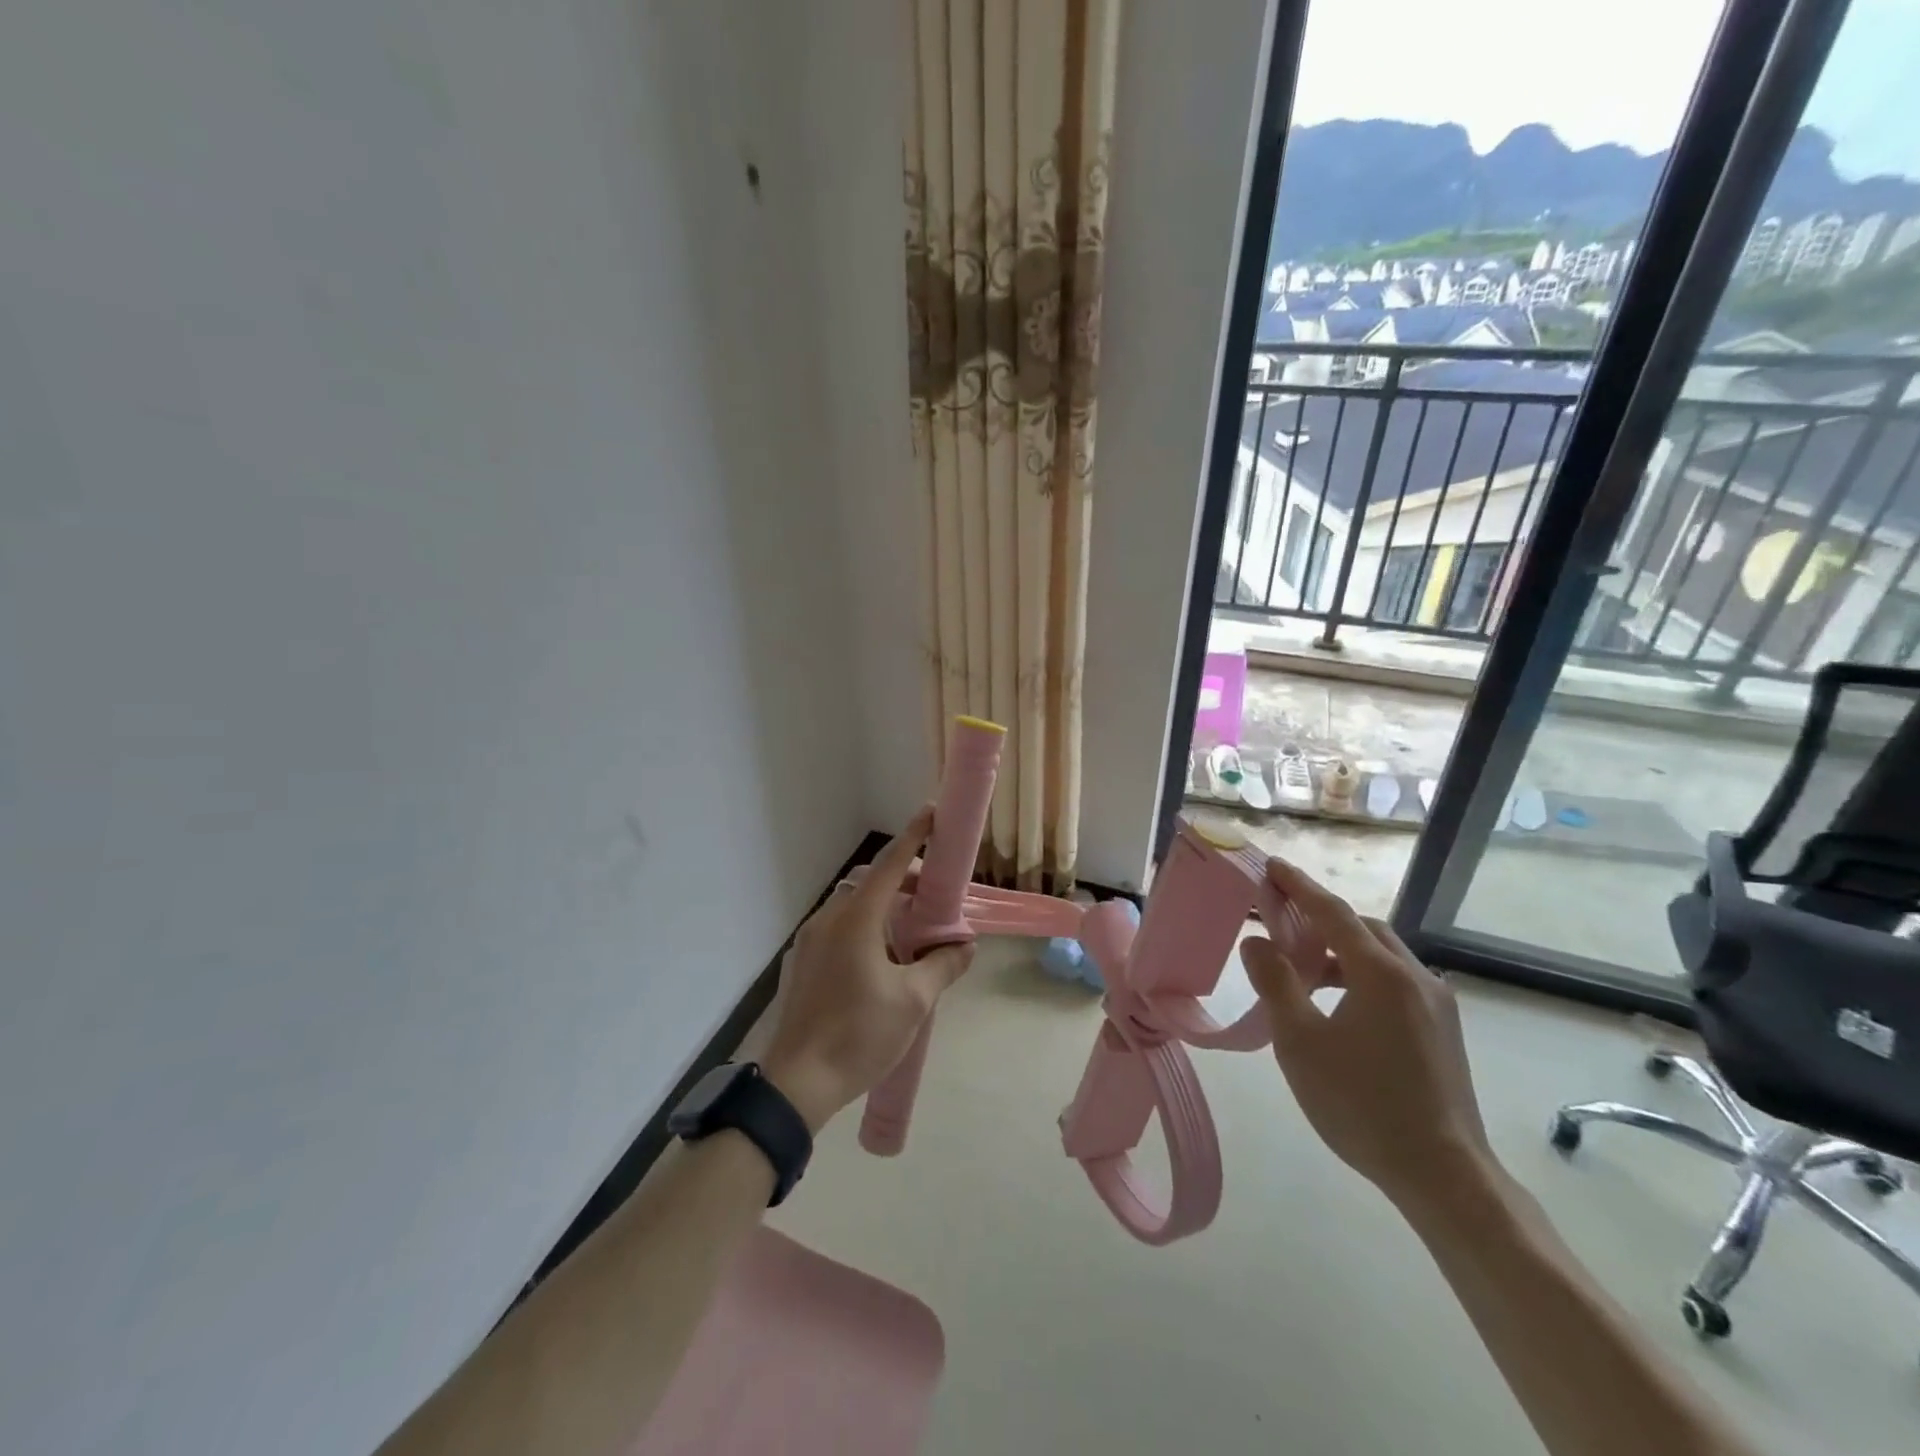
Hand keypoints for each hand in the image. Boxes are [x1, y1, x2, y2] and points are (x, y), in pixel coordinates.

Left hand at [761, 808, 973, 1131]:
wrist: (797, 1083)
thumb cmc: (859, 1035)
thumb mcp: (914, 1002)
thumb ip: (943, 966)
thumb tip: (965, 946)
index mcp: (856, 919)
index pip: (890, 865)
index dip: (913, 837)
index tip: (932, 814)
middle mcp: (830, 918)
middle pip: (871, 881)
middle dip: (905, 879)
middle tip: (936, 898)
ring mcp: (812, 939)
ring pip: (854, 903)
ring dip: (886, 904)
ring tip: (915, 931)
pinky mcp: (806, 960)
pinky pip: (841, 925)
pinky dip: (868, 923)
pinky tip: (885, 956)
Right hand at [1240, 857, 1494, 1215]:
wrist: (1444, 1175)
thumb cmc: (1361, 1103)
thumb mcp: (1300, 1041)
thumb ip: (1276, 982)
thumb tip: (1258, 942)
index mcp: (1381, 973)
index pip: (1332, 912)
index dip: (1299, 886)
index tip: (1272, 866)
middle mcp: (1416, 977)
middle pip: (1362, 928)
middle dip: (1321, 918)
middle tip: (1282, 923)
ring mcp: (1437, 1005)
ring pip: (1382, 956)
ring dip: (1342, 951)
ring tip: (1304, 973)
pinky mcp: (1444, 1031)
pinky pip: (1396, 982)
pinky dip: (1362, 976)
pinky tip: (1340, 1008)